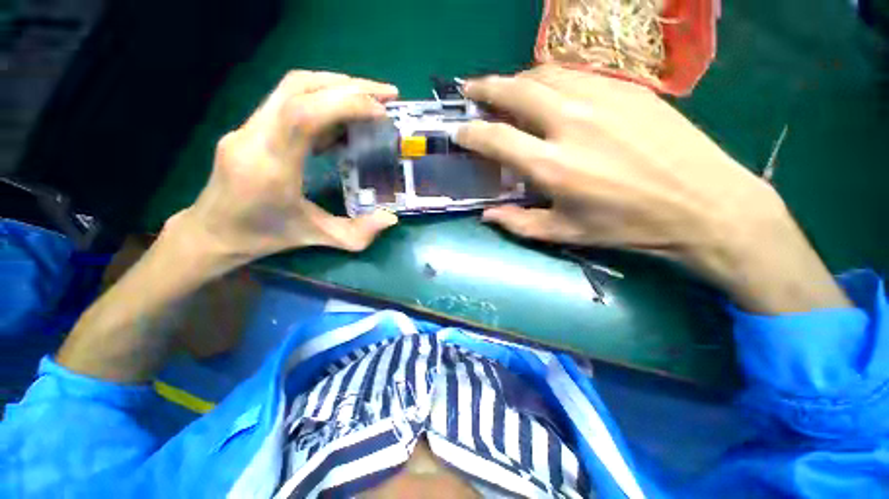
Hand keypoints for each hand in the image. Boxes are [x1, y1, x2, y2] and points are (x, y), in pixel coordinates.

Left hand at [170, 71, 399, 270]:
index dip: (345, 104)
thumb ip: (357, 233)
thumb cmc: (264, 237)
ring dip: (336, 87)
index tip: (381, 113)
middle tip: (386, 95)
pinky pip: (288, 102)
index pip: (303, 113)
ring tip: (370, 101)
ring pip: (293, 88)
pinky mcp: (251, 127)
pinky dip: (323, 102)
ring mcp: (248, 127)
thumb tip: (391, 218)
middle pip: (299, 87)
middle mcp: (253, 136)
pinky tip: (343, 119)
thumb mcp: (316, 238)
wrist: (213, 232)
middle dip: (349, 86)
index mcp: (269, 166)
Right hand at [456, 66, 849, 312]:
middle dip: (486, 88)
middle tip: (471, 90)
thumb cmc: (627, 226)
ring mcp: (602, 98)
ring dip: (517, 80)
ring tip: (507, 90)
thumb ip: (519, 223)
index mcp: (552, 166)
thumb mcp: (565, 233)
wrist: (703, 203)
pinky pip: (577, 74)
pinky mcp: (628, 88)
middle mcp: (570, 123)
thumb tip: (486, 215)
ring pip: (545, 73)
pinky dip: (551, 79)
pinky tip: (550, 91)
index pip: (496, 138)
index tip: (459, 131)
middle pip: (516, 90)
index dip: (471, 133)